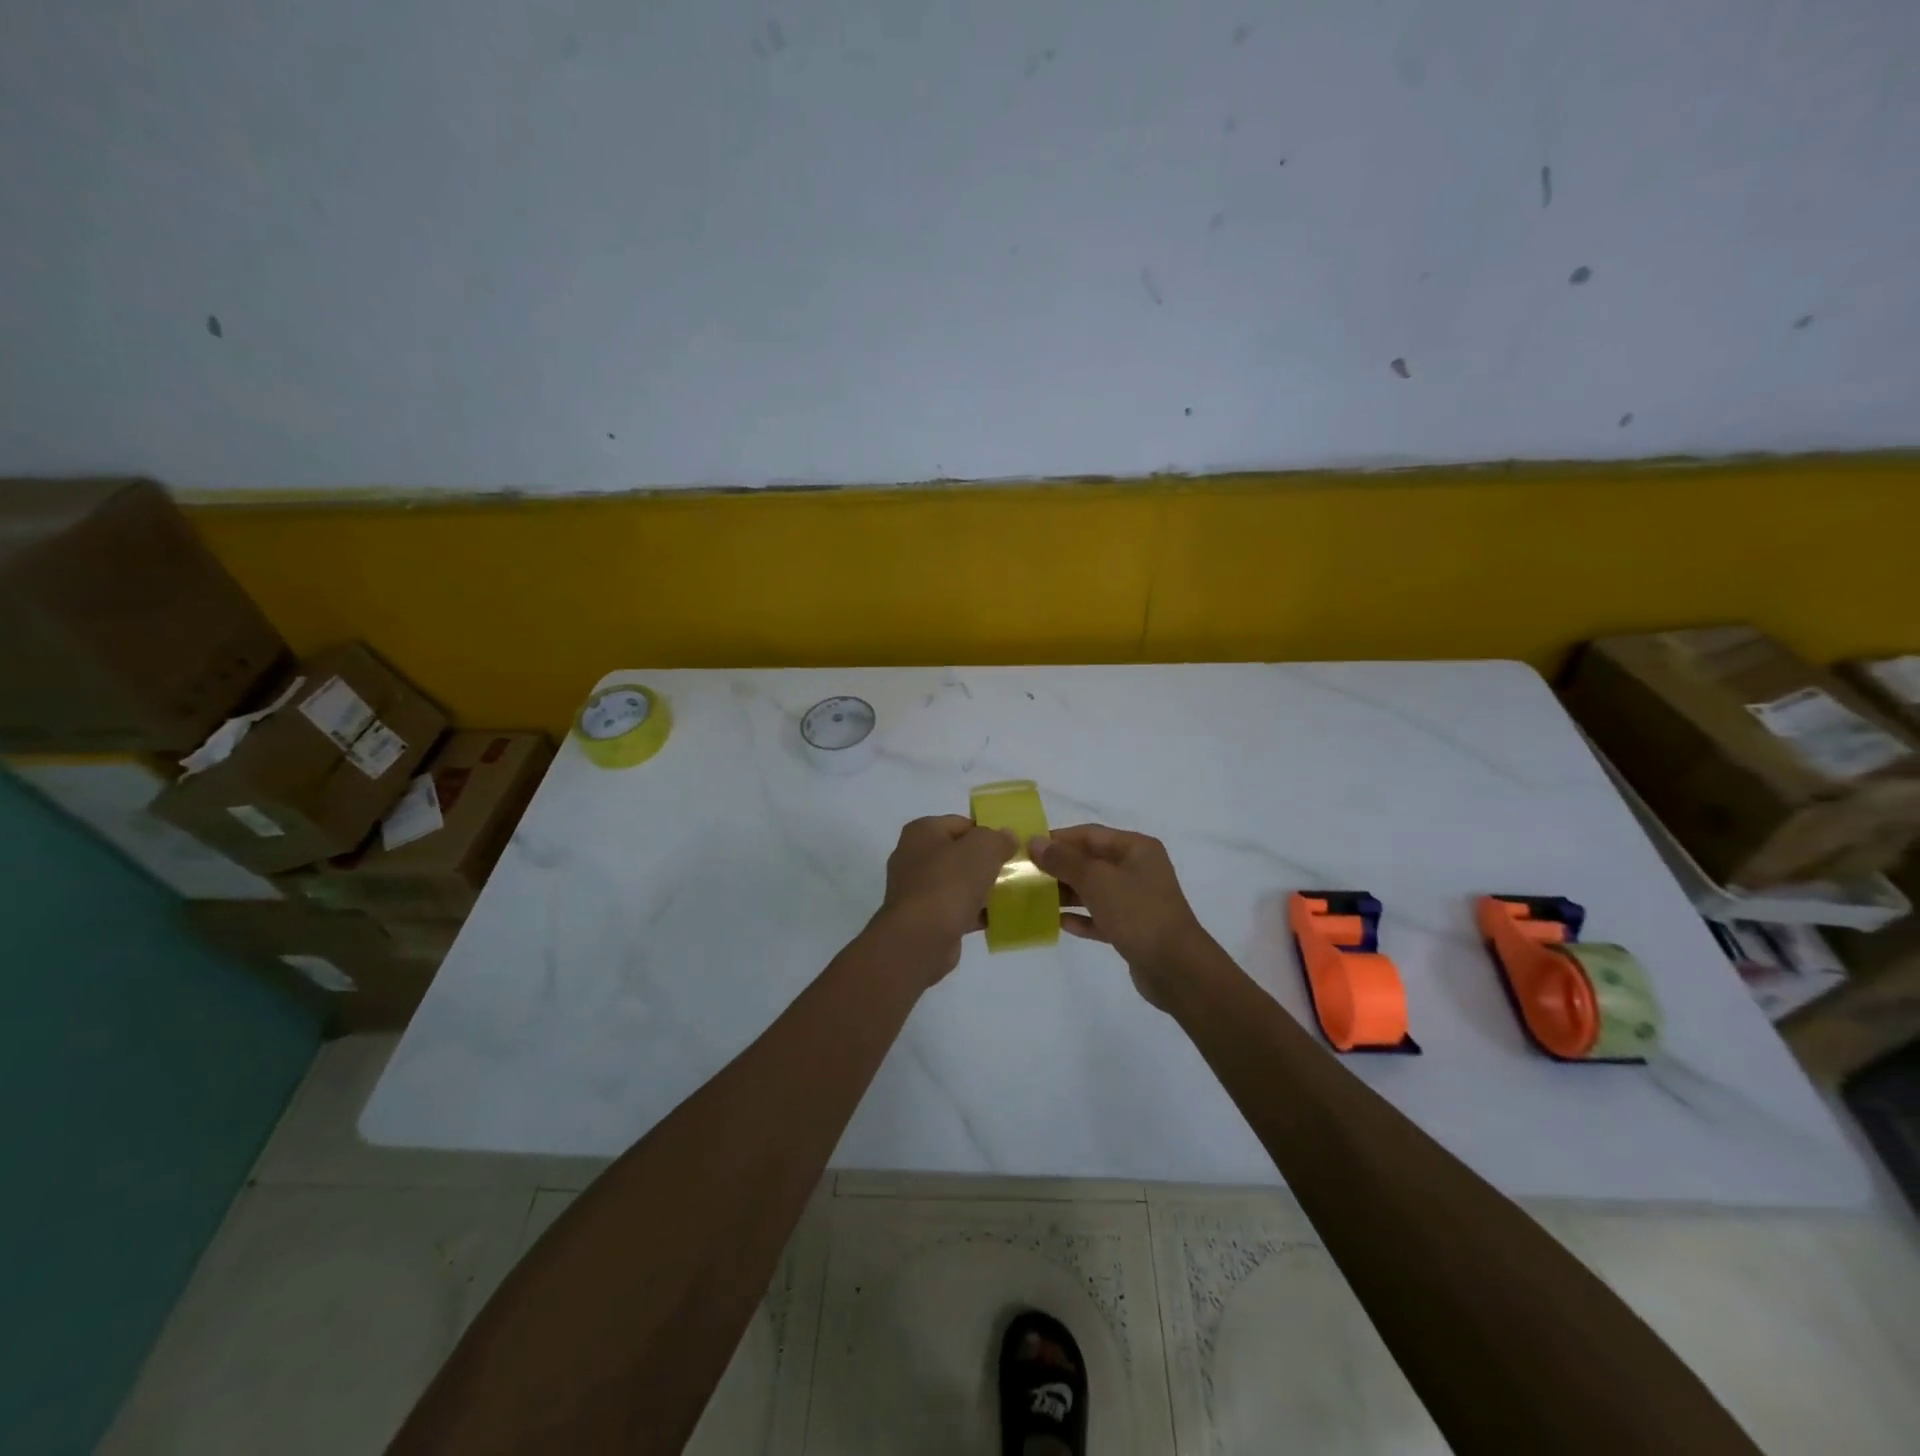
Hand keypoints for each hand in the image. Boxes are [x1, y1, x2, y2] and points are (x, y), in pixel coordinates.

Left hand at [874, 815, 1016, 980]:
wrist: (921, 938)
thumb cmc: (949, 883)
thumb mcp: (982, 849)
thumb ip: (998, 838)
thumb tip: (1007, 837)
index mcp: (922, 832)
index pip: (961, 824)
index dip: (987, 833)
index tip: (1009, 848)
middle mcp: (913, 857)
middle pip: (958, 854)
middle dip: (985, 862)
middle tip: (1011, 871)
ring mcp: (915, 889)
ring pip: (957, 882)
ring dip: (980, 889)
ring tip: (1008, 896)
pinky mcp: (922, 918)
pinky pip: (954, 908)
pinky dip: (972, 912)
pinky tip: (994, 919)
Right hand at [1029, 824, 1213, 1008]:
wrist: (1176, 969)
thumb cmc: (1138, 913)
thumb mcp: (1098, 881)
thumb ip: (1064, 861)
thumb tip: (1035, 843)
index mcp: (1136, 848)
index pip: (1089, 834)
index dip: (1058, 840)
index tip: (1026, 849)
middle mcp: (1137, 869)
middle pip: (1090, 861)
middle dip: (1059, 868)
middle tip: (1025, 876)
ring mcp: (1136, 900)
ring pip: (1093, 890)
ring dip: (1065, 893)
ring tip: (1033, 899)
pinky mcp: (1132, 929)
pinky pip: (1099, 916)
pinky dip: (1080, 917)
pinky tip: (1058, 923)